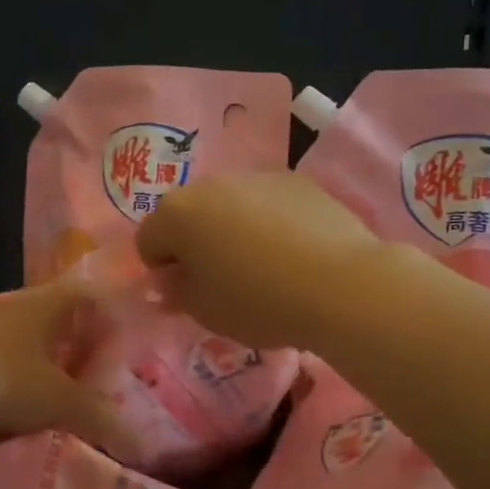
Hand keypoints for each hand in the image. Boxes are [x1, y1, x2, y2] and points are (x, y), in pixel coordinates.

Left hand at [0, 280, 125, 450]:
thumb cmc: (8, 381)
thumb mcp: (60, 403)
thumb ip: (99, 419)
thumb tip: (140, 444)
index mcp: (44, 307)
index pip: (83, 294)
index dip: (102, 311)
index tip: (115, 336)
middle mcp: (11, 307)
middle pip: (50, 313)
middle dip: (69, 337)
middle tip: (87, 365)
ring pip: (17, 332)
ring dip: (33, 352)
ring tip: (48, 381)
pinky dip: (2, 366)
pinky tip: (5, 390)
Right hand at [134, 172, 385, 348]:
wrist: (341, 285)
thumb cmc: (257, 302)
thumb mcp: (204, 311)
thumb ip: (175, 292)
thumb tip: (169, 280)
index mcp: (177, 214)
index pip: (148, 240)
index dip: (162, 270)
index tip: (187, 293)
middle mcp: (210, 184)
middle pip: (187, 215)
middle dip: (194, 244)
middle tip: (220, 280)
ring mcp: (256, 177)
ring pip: (228, 205)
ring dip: (230, 230)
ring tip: (262, 267)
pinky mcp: (297, 181)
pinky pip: (267, 203)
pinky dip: (268, 222)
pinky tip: (293, 253)